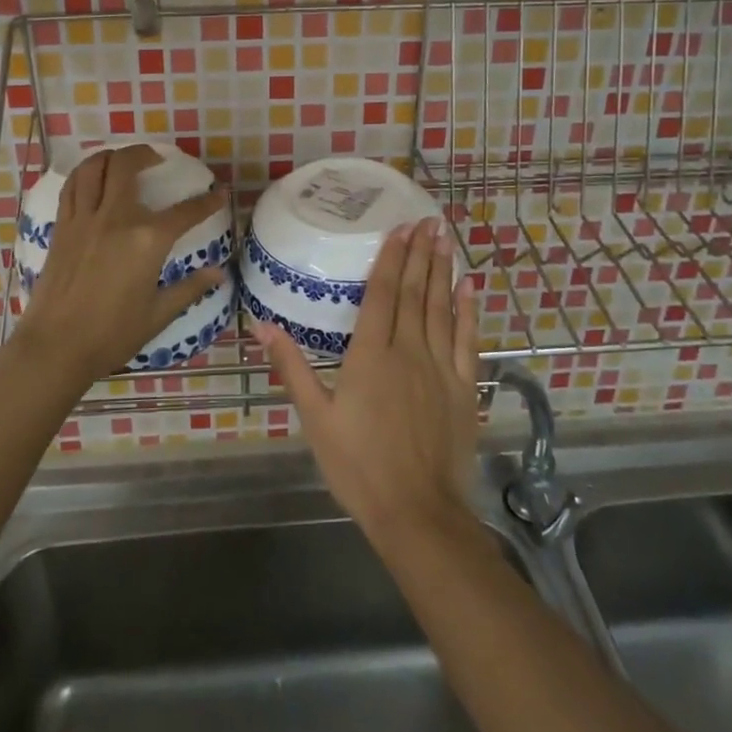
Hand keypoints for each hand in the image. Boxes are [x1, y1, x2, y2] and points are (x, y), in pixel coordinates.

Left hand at [18, 144, 227, 384]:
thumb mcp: (158, 314)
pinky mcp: (62, 227)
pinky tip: (92, 179)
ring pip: (94, 167)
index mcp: (147, 240)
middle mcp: (116, 218)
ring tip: (123, 160)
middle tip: (157, 159)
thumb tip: (219, 273)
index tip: (220, 193)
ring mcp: (84, 219)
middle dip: (146, 154)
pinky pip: (72, 187)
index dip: (208, 201)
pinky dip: (85, 174)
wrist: (55, 347)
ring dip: (111, 156)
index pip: (186, 211)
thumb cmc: (112, 334)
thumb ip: (190, 288)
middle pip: (127, 166)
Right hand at [253, 217, 481, 547]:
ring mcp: (441, 368)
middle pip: (414, 292)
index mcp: (370, 355)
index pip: (382, 294)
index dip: (391, 258)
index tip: (399, 228)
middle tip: (428, 219)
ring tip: (445, 237)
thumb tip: (261, 324)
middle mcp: (408, 351)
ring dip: (442, 270)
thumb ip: (292, 367)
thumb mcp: (315, 418)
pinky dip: (468, 310)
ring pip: (441, 307)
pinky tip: (469, 286)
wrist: (417, 513)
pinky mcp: (464, 387)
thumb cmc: (358, 466)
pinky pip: (468, 340)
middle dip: (420, 253)